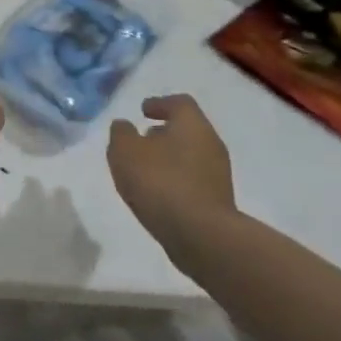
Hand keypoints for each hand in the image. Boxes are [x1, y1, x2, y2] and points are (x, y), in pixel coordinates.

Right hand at [108, 95, 235, 261]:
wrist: (203, 237)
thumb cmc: (161, 183)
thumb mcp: (126, 152)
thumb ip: (121, 134)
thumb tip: (124, 126)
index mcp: (192, 124)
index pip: (179, 103)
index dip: (160, 103)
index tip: (143, 110)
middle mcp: (211, 143)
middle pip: (186, 130)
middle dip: (163, 133)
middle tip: (142, 140)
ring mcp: (218, 175)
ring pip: (190, 156)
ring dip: (169, 159)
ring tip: (145, 171)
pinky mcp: (219, 202)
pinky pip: (193, 182)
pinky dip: (176, 181)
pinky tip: (159, 195)